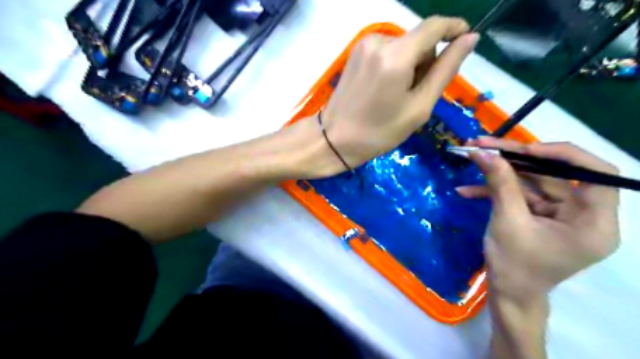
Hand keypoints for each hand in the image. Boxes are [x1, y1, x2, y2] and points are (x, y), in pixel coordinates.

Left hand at [323, 16, 476, 167]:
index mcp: (395, 56)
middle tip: (415, 96)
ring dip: (409, 66)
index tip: (465, 41)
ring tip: (396, 96)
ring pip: (403, 46)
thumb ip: (445, 70)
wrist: (334, 139)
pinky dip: (394, 65)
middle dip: (425, 62)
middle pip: (418, 40)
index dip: (454, 29)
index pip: (434, 26)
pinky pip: (387, 51)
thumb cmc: (379, 132)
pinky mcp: (355, 52)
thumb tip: (469, 39)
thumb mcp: (419, 107)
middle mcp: (378, 41)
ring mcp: (363, 45)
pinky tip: (383, 89)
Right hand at [458, 137, 622, 304]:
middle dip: (515, 159)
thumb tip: (483, 152)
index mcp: (593, 222)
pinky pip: (521, 196)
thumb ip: (499, 184)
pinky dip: (495, 192)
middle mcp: (583, 215)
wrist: (507, 295)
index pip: (596, 173)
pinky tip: (467, 191)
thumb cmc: (514, 266)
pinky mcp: (541, 217)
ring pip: (532, 182)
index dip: (562, 154)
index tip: (524, 150)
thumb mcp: (507, 222)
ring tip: (471, 158)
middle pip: (554, 174)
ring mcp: (560, 215)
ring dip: (499, 173)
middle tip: (484, 144)